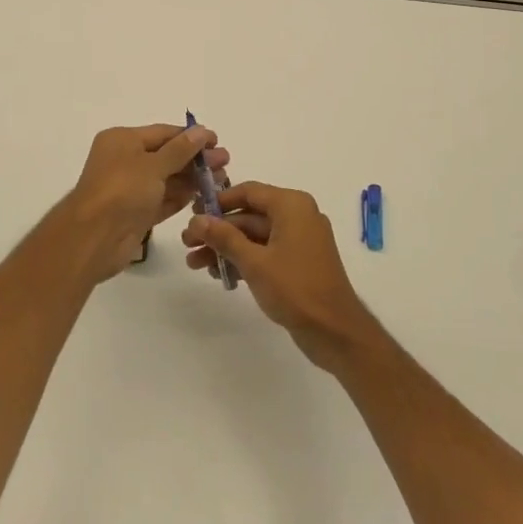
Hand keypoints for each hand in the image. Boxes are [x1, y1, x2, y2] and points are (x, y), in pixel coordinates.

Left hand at [52, 124, 228, 282]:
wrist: (93, 239)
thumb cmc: (121, 190)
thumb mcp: (153, 165)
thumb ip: (180, 150)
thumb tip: (201, 131)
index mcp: (122, 140)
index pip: (162, 133)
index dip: (190, 137)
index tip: (217, 141)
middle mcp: (125, 161)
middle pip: (167, 156)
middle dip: (195, 159)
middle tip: (225, 162)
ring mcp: (130, 189)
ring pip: (167, 179)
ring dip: (192, 179)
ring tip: (222, 180)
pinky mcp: (136, 214)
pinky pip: (162, 201)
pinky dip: (181, 198)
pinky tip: (203, 196)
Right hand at [182, 182, 374, 368]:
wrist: (335, 332)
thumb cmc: (296, 289)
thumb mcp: (254, 262)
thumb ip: (224, 237)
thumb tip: (197, 219)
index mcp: (291, 205)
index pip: (248, 191)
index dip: (218, 201)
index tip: (192, 213)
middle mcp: (297, 216)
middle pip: (249, 215)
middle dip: (217, 230)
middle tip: (187, 243)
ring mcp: (299, 240)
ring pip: (255, 236)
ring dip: (226, 248)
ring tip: (195, 264)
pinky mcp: (298, 263)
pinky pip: (266, 252)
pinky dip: (244, 260)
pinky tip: (219, 275)